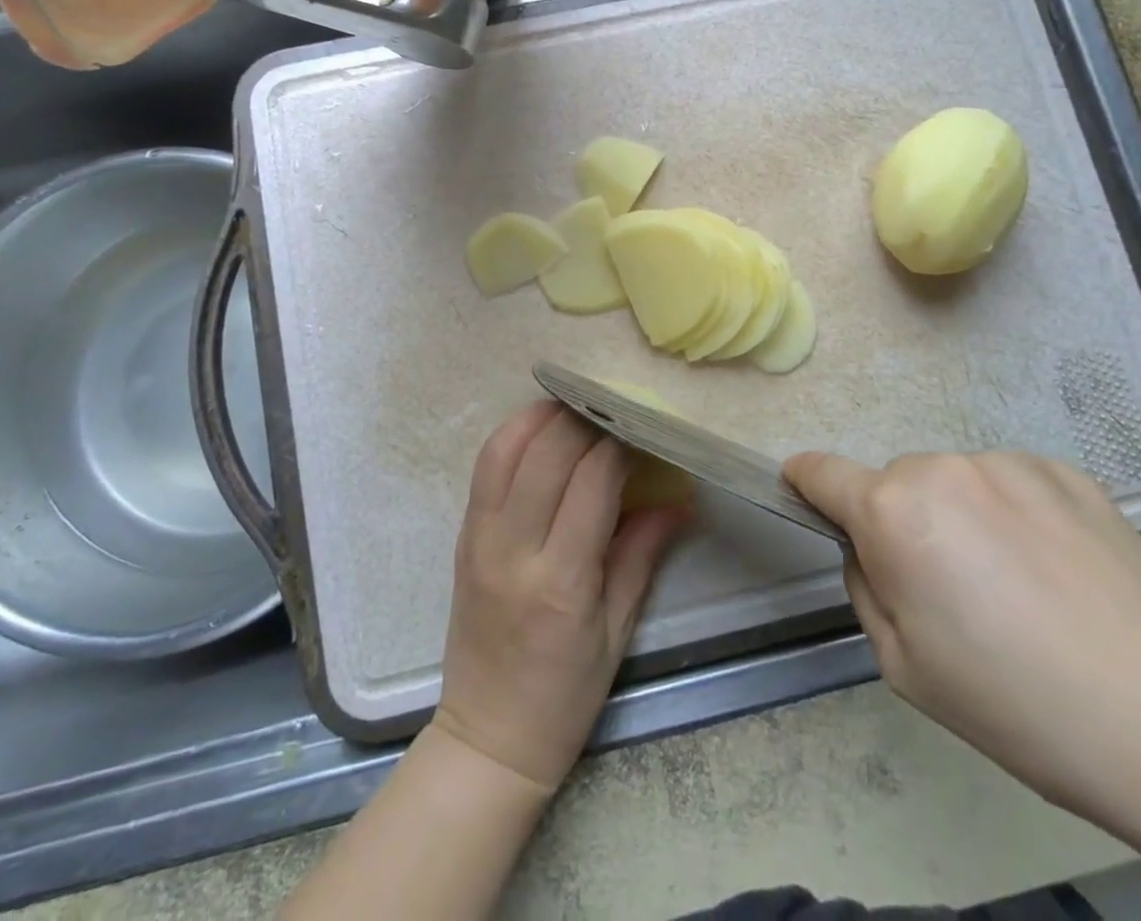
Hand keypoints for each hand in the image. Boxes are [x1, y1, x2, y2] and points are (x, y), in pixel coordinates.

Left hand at [432, 402, 687, 792]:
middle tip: (612, 408)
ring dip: (540, 416)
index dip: (618, 444)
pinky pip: (484, 468)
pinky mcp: (461, 536)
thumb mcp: (616, 632)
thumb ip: (643, 554)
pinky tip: (538, 429)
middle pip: (546, 454)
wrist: (487, 737)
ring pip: (505, 450)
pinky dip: (511, 436)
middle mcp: (514, 550)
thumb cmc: (563, 696)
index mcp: (561, 581)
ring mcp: (479, 539)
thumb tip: (679, 499)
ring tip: (573, 403)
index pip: (592, 482)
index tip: (640, 428)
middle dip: (583, 418)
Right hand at [784, 449, 1140, 814]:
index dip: (804, 482)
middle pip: (895, 485)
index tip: (804, 494)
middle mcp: (943, 468)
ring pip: (955, 483)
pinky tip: (1061, 574)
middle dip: (903, 523)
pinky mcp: (1068, 473)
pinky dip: (1014, 516)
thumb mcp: (905, 667)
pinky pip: (1011, 486)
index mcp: (893, 511)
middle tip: (952, 593)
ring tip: (1020, 588)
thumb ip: (867, 588)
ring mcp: (1010, 465)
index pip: (820, 472)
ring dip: (961, 518)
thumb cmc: (1022, 706)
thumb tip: (874, 551)